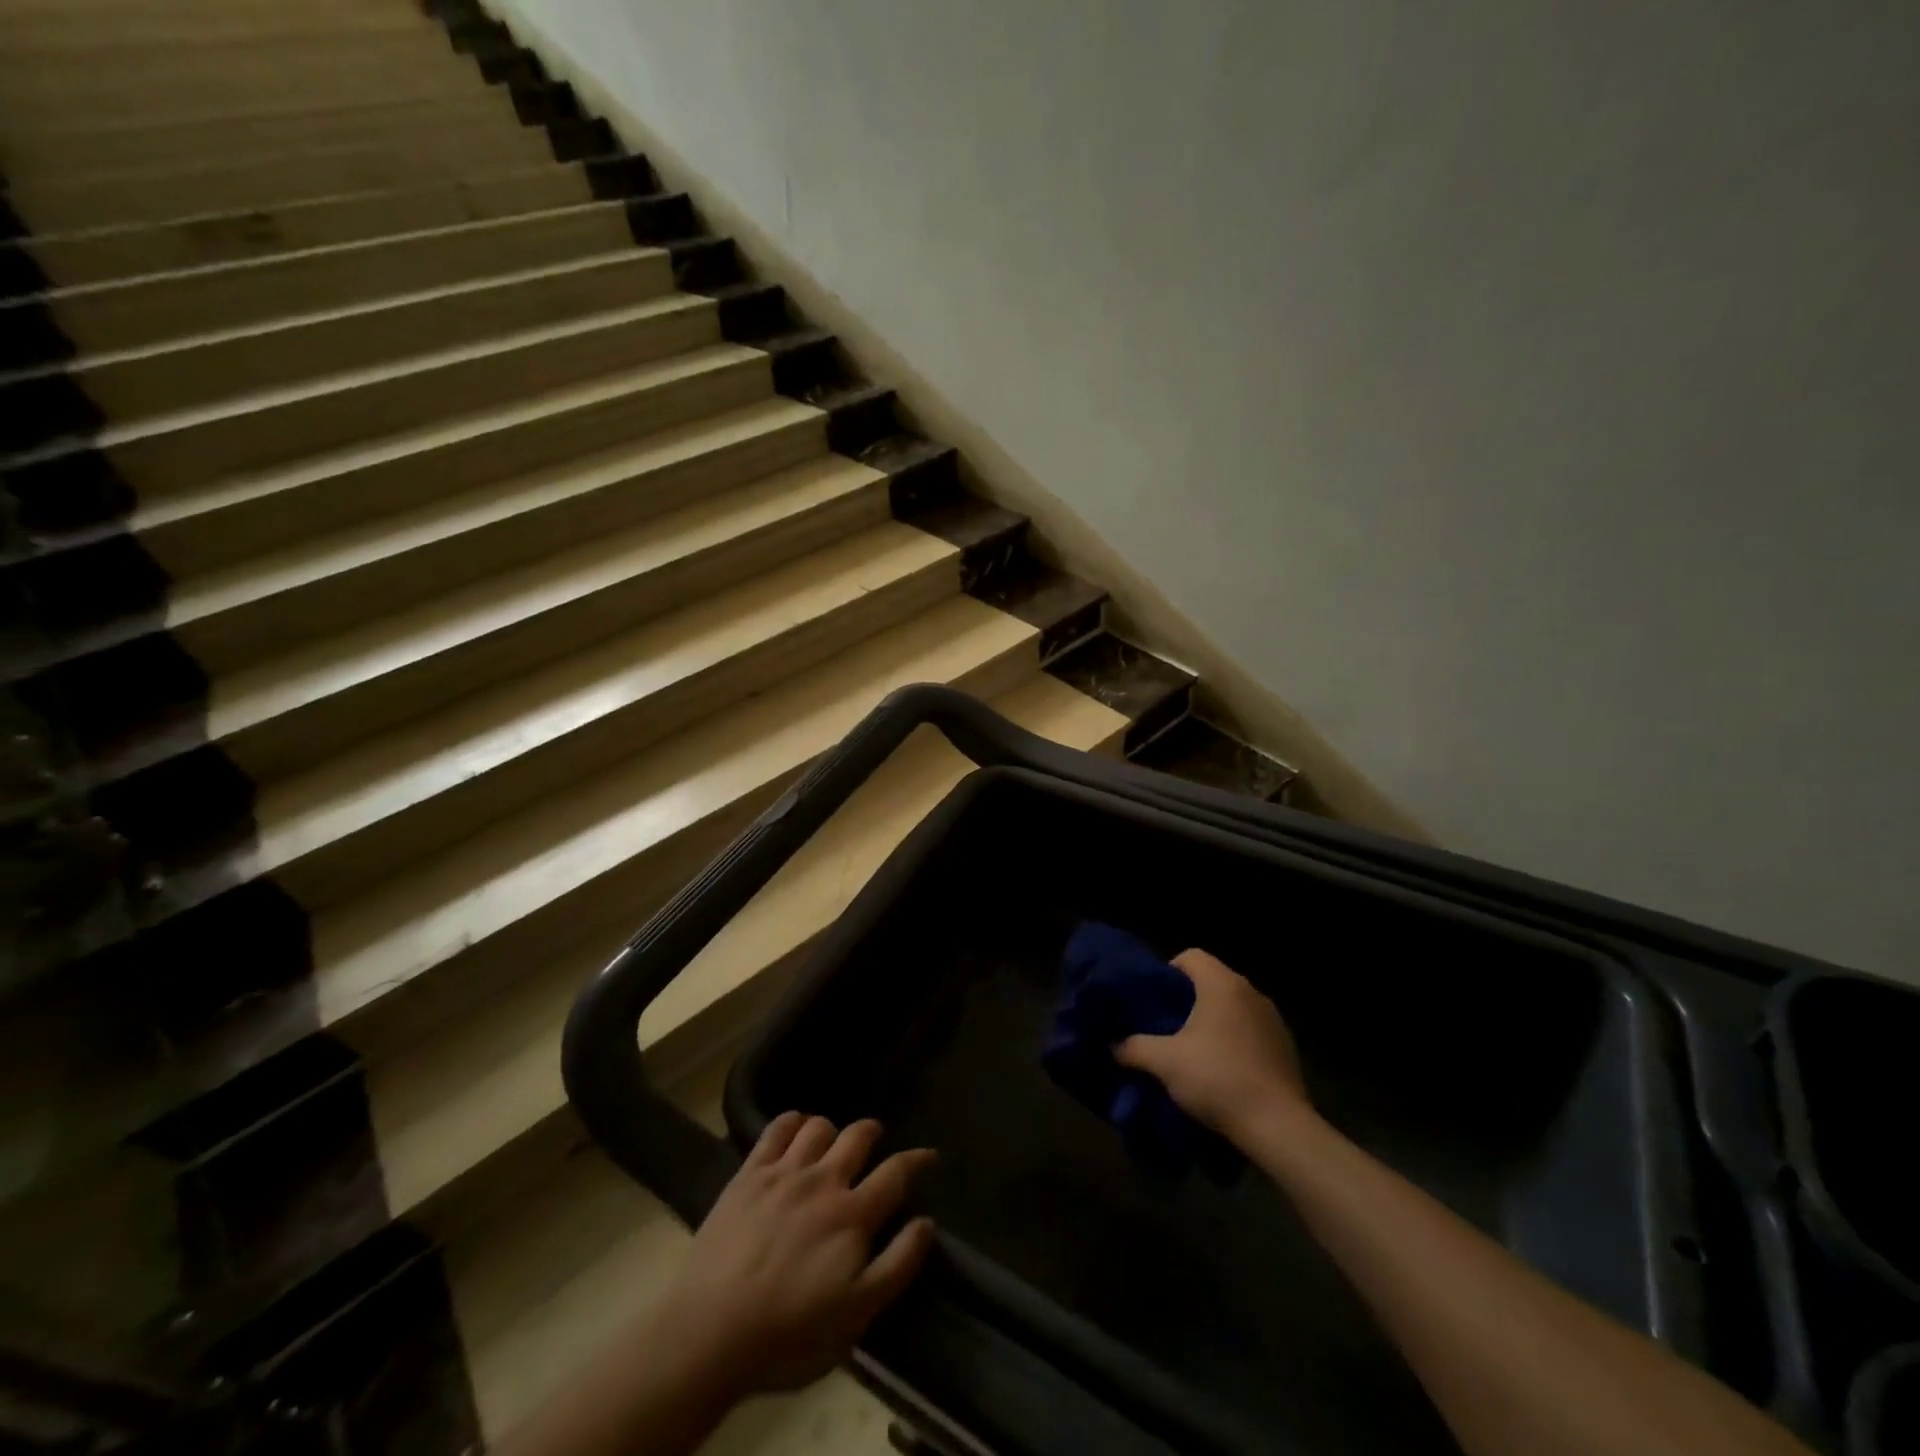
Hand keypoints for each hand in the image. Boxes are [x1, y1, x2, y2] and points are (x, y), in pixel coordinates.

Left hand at [659, 1114, 936, 1398]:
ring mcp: (784, 1172)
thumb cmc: (789, 1333)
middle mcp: (823, 1180)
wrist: (711, 1332)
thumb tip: (926, 1222)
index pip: (896, 1173)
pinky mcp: (749, 1173)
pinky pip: (776, 1128)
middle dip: (872, 1132)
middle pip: (858, 1135)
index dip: (918, 1159)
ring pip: (819, 1125)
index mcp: (853, 1215)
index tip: (931, 1154)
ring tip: (830, 1145)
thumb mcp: (856, 1316)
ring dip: (831, 1131)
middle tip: (874, 1142)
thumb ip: (897, 1265)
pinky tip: (794, 1130)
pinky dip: (791, 1121)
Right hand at [1115, 948, 1308, 1139]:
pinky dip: (1235, 1040)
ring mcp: (1273, 1019)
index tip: (1156, 1001)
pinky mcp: (1286, 1046)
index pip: (1190, 956)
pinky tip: (1224, 1070)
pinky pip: (1251, 1030)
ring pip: (1233, 1006)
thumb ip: (1133, 1047)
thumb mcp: (1164, 1062)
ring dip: (1213, 1021)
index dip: (1168, 972)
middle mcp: (1250, 992)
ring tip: (1194, 1051)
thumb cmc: (1217, 1079)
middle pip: (1211, 981)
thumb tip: (1112, 1045)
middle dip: (1188, 999)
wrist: (1278, 1126)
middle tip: (1167, 1027)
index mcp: (1222, 984)